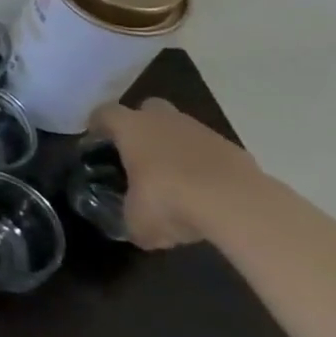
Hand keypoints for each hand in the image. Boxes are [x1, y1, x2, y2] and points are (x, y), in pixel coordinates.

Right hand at [89, 97, 267, 249]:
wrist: (239, 205)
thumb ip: (130, 217)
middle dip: (143, 125)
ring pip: (182, 130)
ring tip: (175, 180)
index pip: (105, 112)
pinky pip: (211, 152)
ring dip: (176, 147)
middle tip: (138, 152)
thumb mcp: (137, 220)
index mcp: (131, 128)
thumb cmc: (170, 200)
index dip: (98, 124)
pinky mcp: (236, 150)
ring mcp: (204, 133)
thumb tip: (134, 227)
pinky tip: (206, 193)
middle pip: (149, 109)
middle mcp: (165, 121)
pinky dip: (206, 166)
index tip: (96, 140)